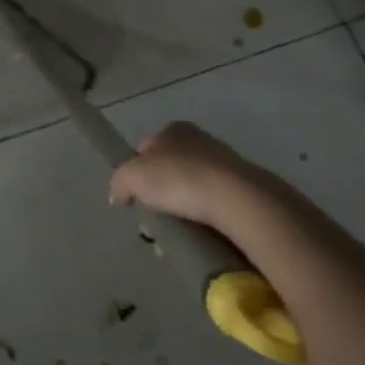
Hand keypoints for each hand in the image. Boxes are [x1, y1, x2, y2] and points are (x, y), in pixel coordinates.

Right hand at [108, 121, 274, 232]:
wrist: (237, 200)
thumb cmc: (178, 179)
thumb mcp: (131, 177)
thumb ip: (119, 183)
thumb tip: (118, 196)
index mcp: (173, 130)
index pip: (145, 147)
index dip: (135, 170)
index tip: (135, 195)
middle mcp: (200, 140)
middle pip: (168, 169)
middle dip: (158, 194)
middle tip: (154, 219)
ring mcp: (226, 164)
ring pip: (191, 190)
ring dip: (181, 211)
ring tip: (176, 234)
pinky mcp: (245, 190)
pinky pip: (214, 205)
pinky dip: (204, 219)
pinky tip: (200, 235)